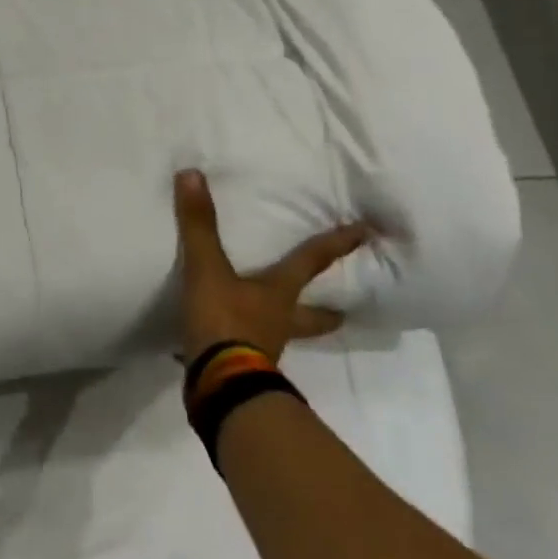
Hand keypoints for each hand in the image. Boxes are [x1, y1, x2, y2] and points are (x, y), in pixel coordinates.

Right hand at [173, 169, 370, 363]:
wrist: (218, 384)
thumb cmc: (225, 321)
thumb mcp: (207, 269)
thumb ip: (199, 225)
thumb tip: (192, 174)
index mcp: (278, 294)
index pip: (311, 262)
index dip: (336, 244)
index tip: (365, 233)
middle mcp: (279, 320)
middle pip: (313, 315)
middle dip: (327, 313)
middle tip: (343, 312)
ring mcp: (263, 348)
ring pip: (283, 335)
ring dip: (284, 329)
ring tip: (277, 324)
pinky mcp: (240, 368)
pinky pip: (244, 351)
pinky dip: (237, 345)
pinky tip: (219, 344)